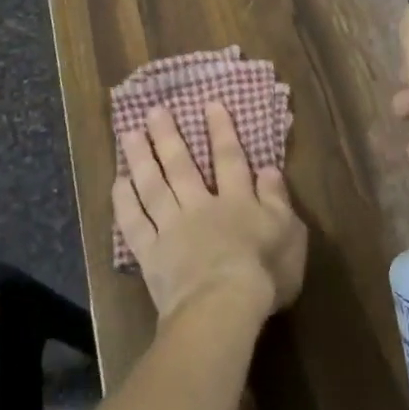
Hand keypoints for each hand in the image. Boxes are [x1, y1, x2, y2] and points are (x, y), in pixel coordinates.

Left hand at [114, 102, 306, 323]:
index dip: (221, 130)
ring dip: (141, 158)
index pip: (229, 158)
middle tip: (155, 111)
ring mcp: (171, 228)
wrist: (223, 305)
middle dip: (168, 136)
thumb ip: (277, 199)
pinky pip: (134, 222)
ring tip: (129, 134)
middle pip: (181, 165)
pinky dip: (125, 201)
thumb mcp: (289, 233)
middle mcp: (200, 205)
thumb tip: (269, 169)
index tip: (209, 104)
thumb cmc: (265, 272)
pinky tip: (118, 182)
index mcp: (236, 200)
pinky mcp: (151, 254)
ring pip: (153, 186)